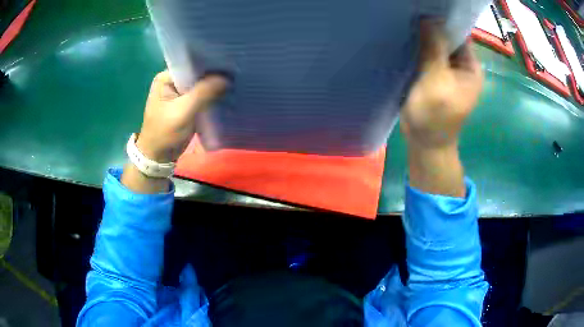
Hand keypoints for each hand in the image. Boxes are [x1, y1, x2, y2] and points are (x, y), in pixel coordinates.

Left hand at [136, 71, 227, 162]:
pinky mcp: (187, 104)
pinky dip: (212, 96)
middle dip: (212, 75)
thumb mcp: (183, 112)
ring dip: (214, 86)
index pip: (190, 64)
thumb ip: (203, 93)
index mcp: (166, 78)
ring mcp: (180, 93)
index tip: (227, 63)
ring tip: (234, 80)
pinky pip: (202, 96)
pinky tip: (225, 93)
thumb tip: (226, 78)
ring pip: (201, 85)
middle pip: (196, 74)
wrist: (159, 157)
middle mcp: (172, 81)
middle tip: (234, 72)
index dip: (208, 63)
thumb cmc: (164, 133)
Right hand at [400, 21, 482, 148]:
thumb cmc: (435, 116)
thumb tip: (429, 18)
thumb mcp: (436, 81)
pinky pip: (427, 56)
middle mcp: (462, 66)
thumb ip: (434, 49)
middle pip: (447, 38)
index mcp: (471, 67)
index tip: (424, 8)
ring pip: (435, 46)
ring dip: (422, 38)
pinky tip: (405, 40)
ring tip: (404, 23)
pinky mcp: (435, 76)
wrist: (425, 144)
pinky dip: (417, 49)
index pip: (460, 34)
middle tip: (409, 13)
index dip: (443, 20)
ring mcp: (448, 72)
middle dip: (430, 27)